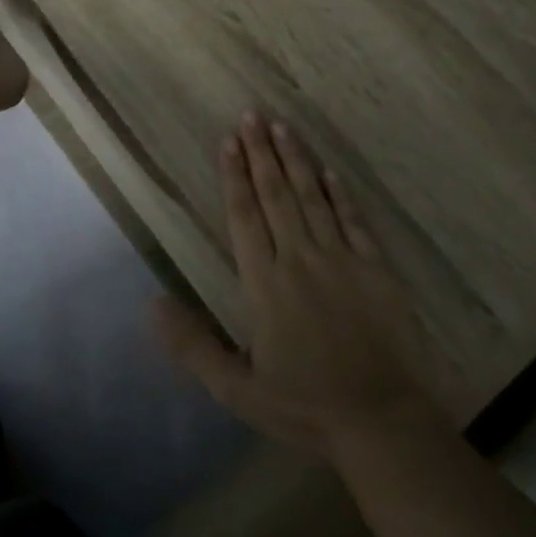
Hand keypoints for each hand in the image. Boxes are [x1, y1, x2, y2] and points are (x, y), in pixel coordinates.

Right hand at [155, 112, 440, 456]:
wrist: (382, 421)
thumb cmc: (305, 406)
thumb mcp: (237, 389)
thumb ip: (193, 346)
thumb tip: (153, 305)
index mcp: (266, 284)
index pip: (244, 217)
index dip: (234, 176)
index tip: (228, 141)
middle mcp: (300, 260)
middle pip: (276, 196)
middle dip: (261, 153)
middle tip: (252, 114)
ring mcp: (342, 261)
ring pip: (313, 199)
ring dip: (296, 160)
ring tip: (282, 127)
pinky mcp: (376, 270)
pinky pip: (355, 222)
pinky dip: (340, 195)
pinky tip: (330, 171)